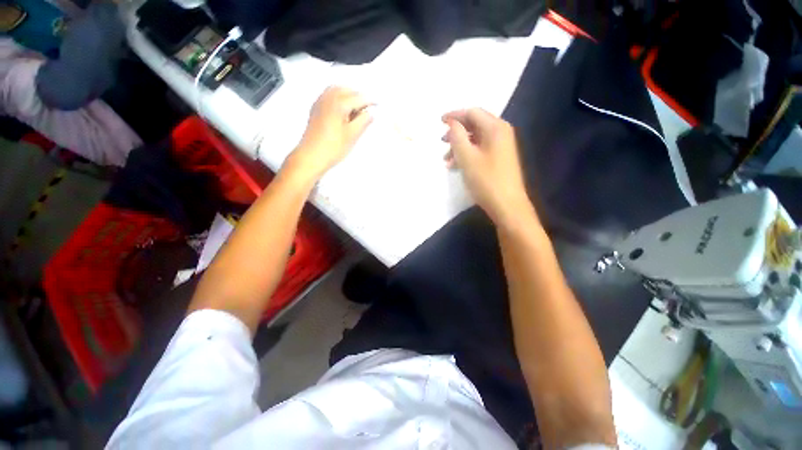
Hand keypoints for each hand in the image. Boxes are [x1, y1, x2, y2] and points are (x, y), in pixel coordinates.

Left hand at [287, 86, 373, 180]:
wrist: (311, 156)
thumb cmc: (332, 147)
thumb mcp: (352, 135)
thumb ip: (364, 121)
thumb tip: (371, 112)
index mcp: (339, 103)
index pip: (359, 97)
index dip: (370, 101)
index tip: (378, 104)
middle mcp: (328, 98)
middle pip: (347, 90)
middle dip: (359, 96)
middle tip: (369, 108)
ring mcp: (320, 103)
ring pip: (337, 90)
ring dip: (348, 95)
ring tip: (357, 108)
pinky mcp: (315, 109)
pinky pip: (329, 95)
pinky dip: (338, 97)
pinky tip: (343, 109)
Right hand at [443, 108, 533, 226]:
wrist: (507, 205)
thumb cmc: (486, 180)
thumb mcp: (467, 157)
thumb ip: (457, 136)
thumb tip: (452, 123)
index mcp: (495, 128)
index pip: (472, 112)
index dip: (455, 115)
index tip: (439, 121)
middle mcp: (501, 133)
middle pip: (475, 124)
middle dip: (456, 132)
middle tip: (442, 142)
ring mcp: (502, 146)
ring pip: (476, 139)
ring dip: (460, 146)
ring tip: (446, 159)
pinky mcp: (500, 158)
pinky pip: (480, 149)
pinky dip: (467, 154)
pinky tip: (456, 165)